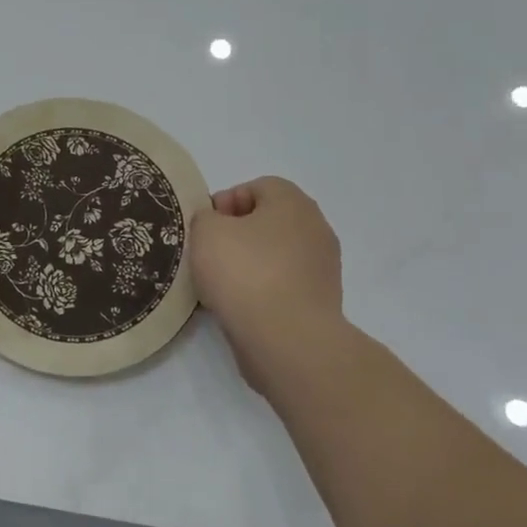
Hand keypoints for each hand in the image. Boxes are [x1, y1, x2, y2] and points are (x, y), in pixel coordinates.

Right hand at [190, 177, 343, 389]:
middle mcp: (315, 228)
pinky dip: (261, 292)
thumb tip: (216, 224)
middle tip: (209, 256)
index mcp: (293, 203)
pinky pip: (282, 285)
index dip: (225, 203)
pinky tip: (239, 307)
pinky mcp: (319, 302)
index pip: (257, 187)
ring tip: (220, 287)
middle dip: (236, 235)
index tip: (204, 229)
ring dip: (248, 265)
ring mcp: (322, 268)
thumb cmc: (245, 274)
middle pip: (267, 222)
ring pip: (274, 255)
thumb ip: (205, 217)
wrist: (287, 339)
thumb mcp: (206, 232)